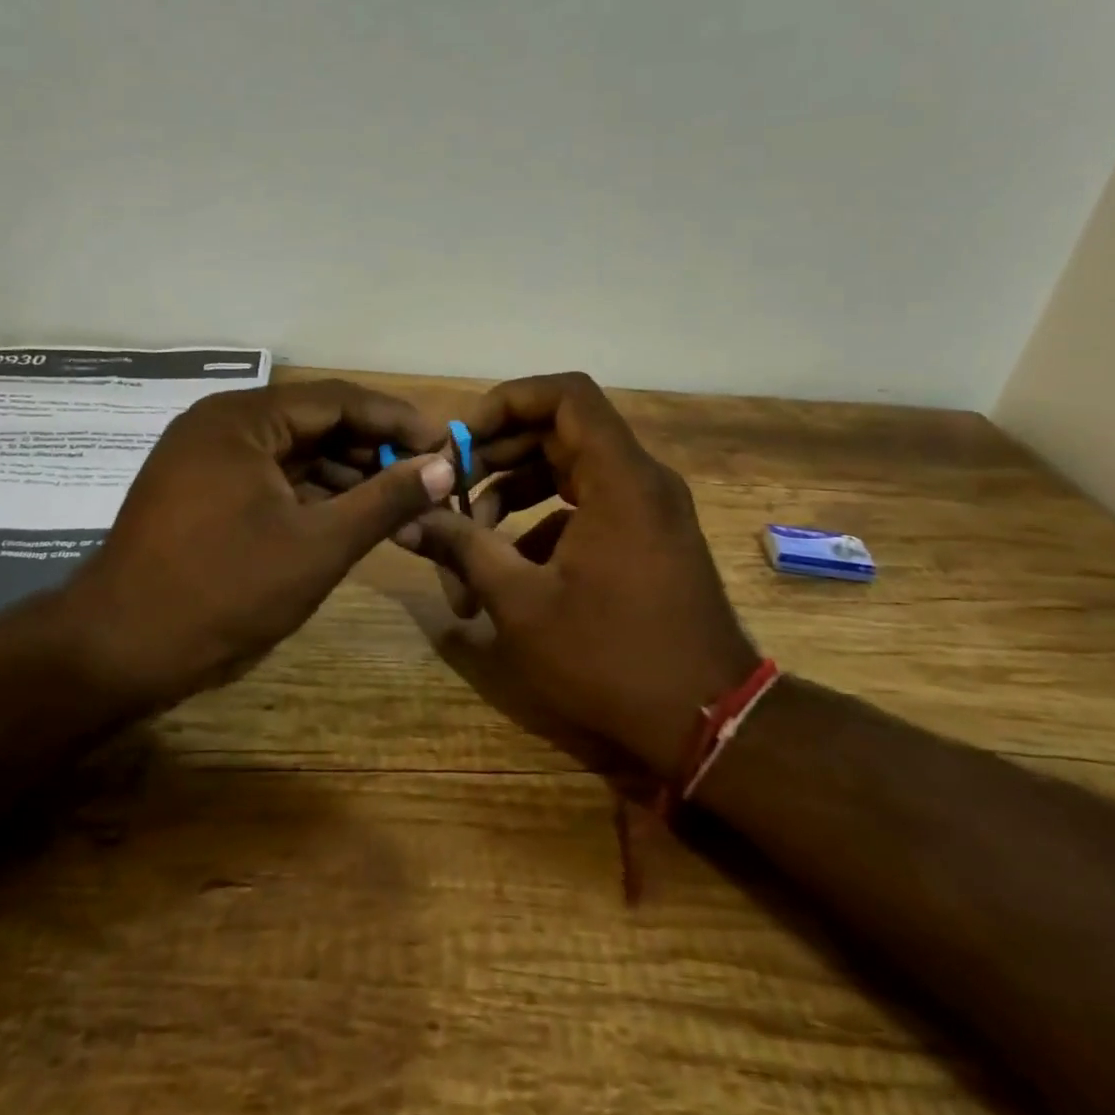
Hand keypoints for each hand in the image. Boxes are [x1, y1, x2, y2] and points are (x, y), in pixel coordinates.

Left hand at [58, 380, 455, 700]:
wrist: (119, 651)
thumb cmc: (225, 590)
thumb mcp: (318, 544)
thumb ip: (385, 500)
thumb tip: (442, 466)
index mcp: (242, 420)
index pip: (337, 400)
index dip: (395, 420)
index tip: (442, 445)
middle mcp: (220, 426)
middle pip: (313, 422)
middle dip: (371, 448)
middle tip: (424, 476)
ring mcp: (204, 460)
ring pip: (292, 453)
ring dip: (343, 474)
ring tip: (395, 500)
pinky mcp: (198, 494)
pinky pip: (268, 479)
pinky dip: (309, 494)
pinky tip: (346, 517)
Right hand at [408, 373, 757, 777]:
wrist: (708, 720)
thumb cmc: (611, 656)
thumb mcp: (521, 603)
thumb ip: (462, 548)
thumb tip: (406, 520)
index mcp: (619, 478)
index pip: (565, 394)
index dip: (507, 402)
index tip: (462, 439)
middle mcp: (639, 480)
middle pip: (559, 433)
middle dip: (497, 456)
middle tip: (450, 489)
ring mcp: (647, 510)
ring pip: (568, 472)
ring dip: (513, 495)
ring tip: (468, 539)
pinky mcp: (646, 540)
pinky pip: (587, 508)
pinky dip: (542, 524)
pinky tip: (509, 570)